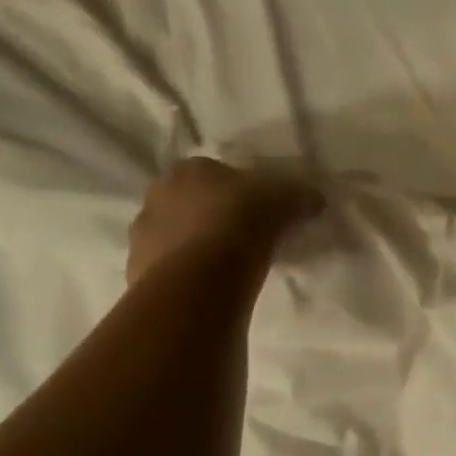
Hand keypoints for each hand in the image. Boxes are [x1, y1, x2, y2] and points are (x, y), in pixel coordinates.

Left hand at [126, 158, 320, 287]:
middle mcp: (158, 194)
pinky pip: (169, 268)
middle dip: (213, 217)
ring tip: (227, 267)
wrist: (202, 277)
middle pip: (191, 203)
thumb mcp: (286, 201)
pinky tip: (209, 287)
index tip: (260, 211)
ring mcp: (142, 234)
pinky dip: (187, 274)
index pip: (216, 173)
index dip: (240, 191)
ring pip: (176, 235)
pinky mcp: (139, 270)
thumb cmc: (242, 223)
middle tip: (243, 238)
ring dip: (196, 246)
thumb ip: (301, 196)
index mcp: (190, 169)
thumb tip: (316, 200)